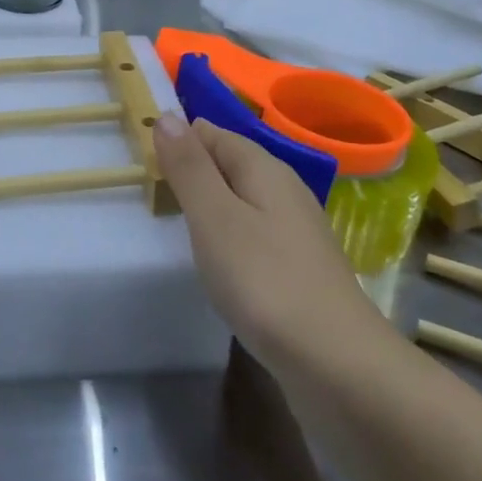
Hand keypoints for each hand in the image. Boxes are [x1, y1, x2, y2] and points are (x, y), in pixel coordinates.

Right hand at [152, 112, 387, 369]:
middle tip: (151, 190)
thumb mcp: (215, 218)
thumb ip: (190, 167)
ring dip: (211, 205)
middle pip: (231, 164)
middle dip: (194, 170)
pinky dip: (229, 237)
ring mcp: (297, 232)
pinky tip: (217, 261)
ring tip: (175, 222)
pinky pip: (254, 234)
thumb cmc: (264, 281)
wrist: (337, 365)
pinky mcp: (299, 269)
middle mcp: (286, 191)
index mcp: (265, 169)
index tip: (144, 158)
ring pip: (243, 201)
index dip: (180, 139)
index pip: (215, 133)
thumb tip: (168, 115)